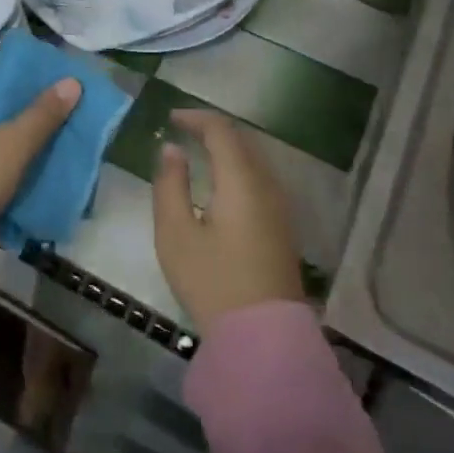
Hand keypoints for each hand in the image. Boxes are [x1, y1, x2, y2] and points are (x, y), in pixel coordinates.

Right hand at [153, 110, 303, 331]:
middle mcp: (268, 185)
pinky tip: (221, 183)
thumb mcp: (175, 233)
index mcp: (241, 181)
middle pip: (243, 141)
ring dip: (228, 148)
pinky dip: (239, 168)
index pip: (222, 131)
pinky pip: (261, 179)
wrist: (262, 335)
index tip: (171, 117)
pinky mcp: (283, 226)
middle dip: (213, 129)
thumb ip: (170, 185)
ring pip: (255, 160)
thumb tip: (171, 149)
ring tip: (199, 151)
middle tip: (183, 129)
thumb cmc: (212, 280)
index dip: (196, 117)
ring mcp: (281, 206)